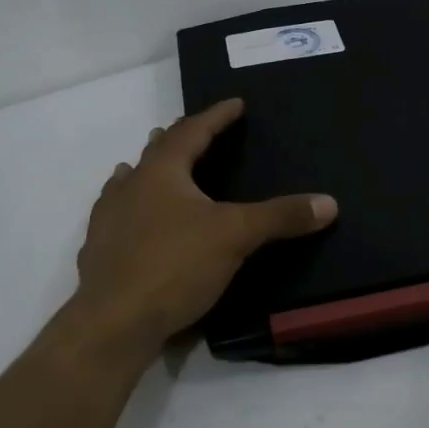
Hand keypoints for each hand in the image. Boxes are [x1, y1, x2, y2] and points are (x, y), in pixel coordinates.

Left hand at [71, 98, 337, 356]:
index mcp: (161, 172)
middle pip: (156, 153)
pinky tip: (133, 221)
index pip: (192, 132)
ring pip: (129, 183)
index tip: (235, 103)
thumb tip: (329, 202)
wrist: (113, 323)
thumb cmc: (175, 265)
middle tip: (195, 132)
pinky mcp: (99, 253)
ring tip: (154, 168)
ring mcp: (108, 220)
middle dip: (178, 139)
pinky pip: (117, 217)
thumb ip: (280, 217)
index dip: (216, 116)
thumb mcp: (236, 236)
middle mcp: (130, 187)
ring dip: (147, 171)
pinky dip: (131, 209)